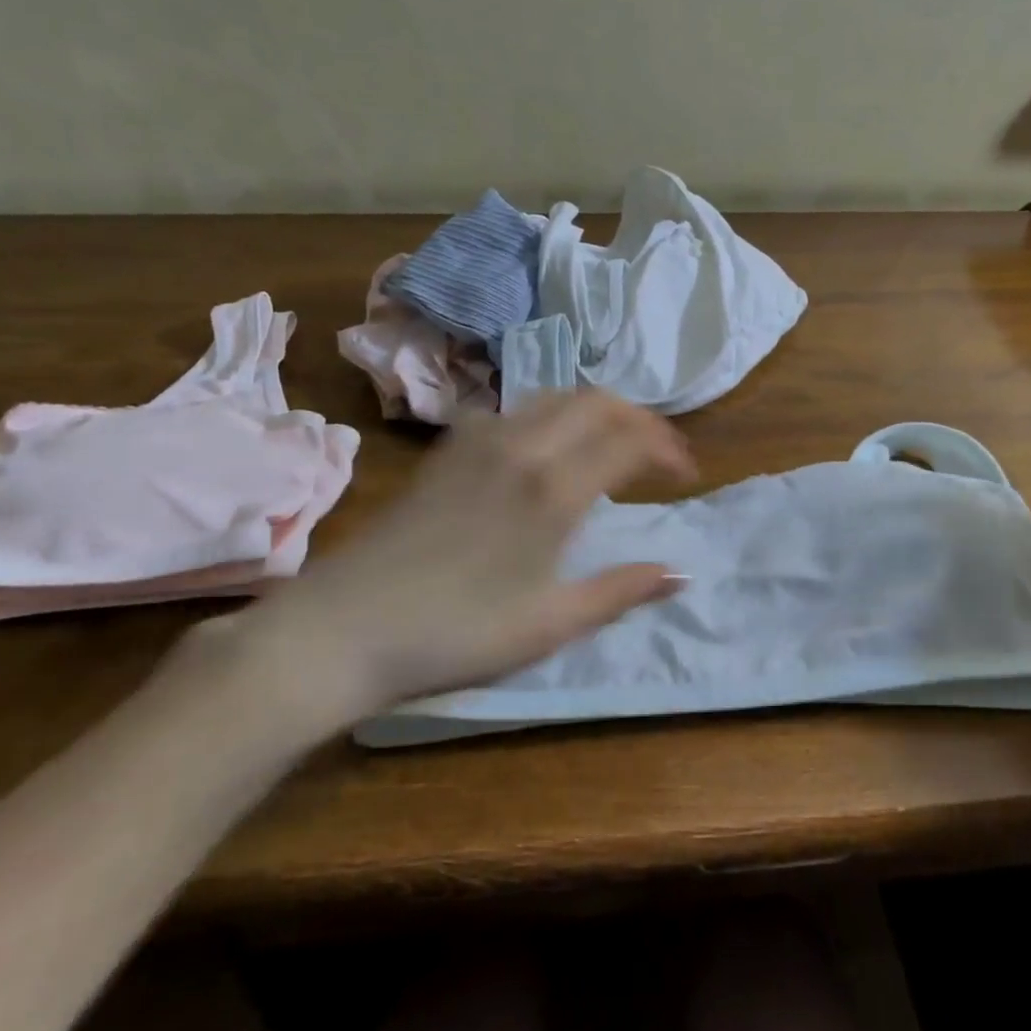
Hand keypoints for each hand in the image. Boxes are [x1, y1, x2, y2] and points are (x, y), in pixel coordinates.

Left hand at [188, 391, 696, 744]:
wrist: (344, 625)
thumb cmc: (456, 632)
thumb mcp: (549, 624)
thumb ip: (619, 591)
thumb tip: (679, 574)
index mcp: (552, 488)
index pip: (629, 440)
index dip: (668, 449)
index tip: (686, 474)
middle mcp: (521, 446)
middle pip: (597, 400)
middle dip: (639, 417)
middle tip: (659, 452)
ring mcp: (480, 440)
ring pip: (555, 397)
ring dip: (597, 410)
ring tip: (613, 444)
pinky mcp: (449, 448)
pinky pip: (517, 409)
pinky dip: (553, 415)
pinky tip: (549, 450)